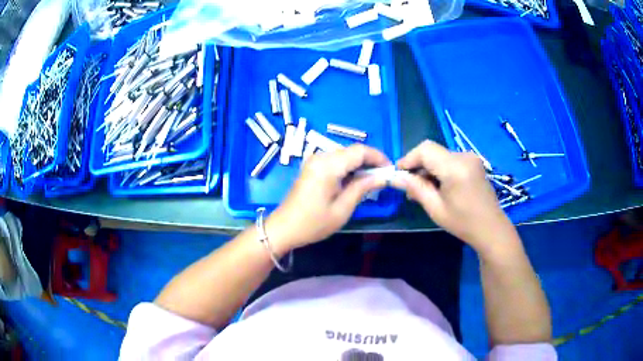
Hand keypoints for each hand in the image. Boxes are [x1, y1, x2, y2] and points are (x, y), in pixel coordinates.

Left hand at [266, 145, 389, 252]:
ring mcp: (314, 161)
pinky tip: (354, 181)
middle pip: (352, 150)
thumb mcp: (342, 209)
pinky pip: (335, 160)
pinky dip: (348, 167)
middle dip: (370, 161)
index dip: (378, 157)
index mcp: (328, 166)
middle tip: (383, 177)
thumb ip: (362, 188)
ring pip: (344, 154)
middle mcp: (321, 157)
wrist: (284, 228)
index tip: (390, 170)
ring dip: (359, 164)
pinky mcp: (312, 167)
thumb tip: (383, 177)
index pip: (359, 151)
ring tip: (371, 181)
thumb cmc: (313, 223)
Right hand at [393, 140, 515, 254]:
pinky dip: (439, 169)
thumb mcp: (435, 208)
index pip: (425, 150)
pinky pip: (449, 159)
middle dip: (417, 165)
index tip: (399, 175)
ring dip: (428, 168)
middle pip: (432, 151)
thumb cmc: (463, 223)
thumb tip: (394, 177)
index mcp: (455, 168)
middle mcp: (464, 156)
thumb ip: (415, 188)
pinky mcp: (473, 162)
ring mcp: (470, 157)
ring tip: (423, 190)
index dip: (408, 159)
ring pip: (439, 155)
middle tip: (410, 187)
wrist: (491, 228)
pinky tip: (438, 186)